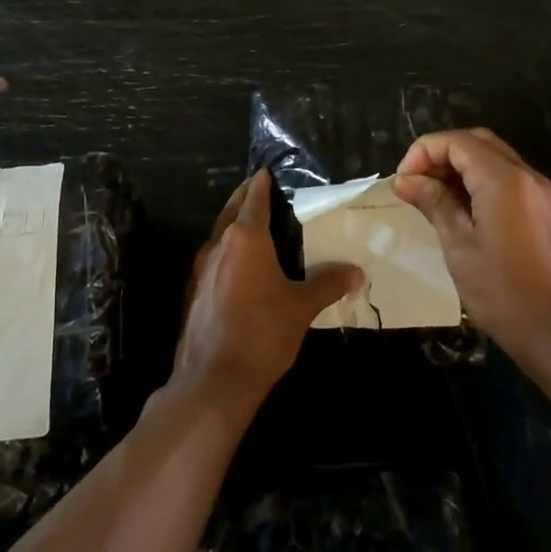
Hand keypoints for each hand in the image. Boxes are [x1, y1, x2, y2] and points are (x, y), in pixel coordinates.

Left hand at [174, 171, 363, 412]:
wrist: (212, 379)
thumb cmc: (262, 333)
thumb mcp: (301, 307)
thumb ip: (327, 283)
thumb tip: (356, 272)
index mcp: (245, 238)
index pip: (254, 198)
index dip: (261, 184)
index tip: (267, 172)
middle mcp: (219, 245)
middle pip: (231, 210)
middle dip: (245, 197)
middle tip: (260, 189)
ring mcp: (201, 268)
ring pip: (219, 234)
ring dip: (233, 223)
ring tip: (254, 225)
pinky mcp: (194, 291)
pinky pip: (213, 258)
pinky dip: (227, 250)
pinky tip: (240, 266)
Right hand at [393, 129, 550, 362]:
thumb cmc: (505, 294)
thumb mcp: (460, 248)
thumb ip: (434, 204)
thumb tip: (405, 179)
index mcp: (504, 180)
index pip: (457, 141)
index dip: (423, 152)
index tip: (402, 181)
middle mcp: (528, 176)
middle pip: (478, 142)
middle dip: (442, 154)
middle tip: (415, 184)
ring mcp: (542, 194)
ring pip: (495, 159)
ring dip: (461, 167)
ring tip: (432, 197)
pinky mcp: (548, 212)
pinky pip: (509, 180)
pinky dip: (481, 182)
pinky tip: (462, 211)